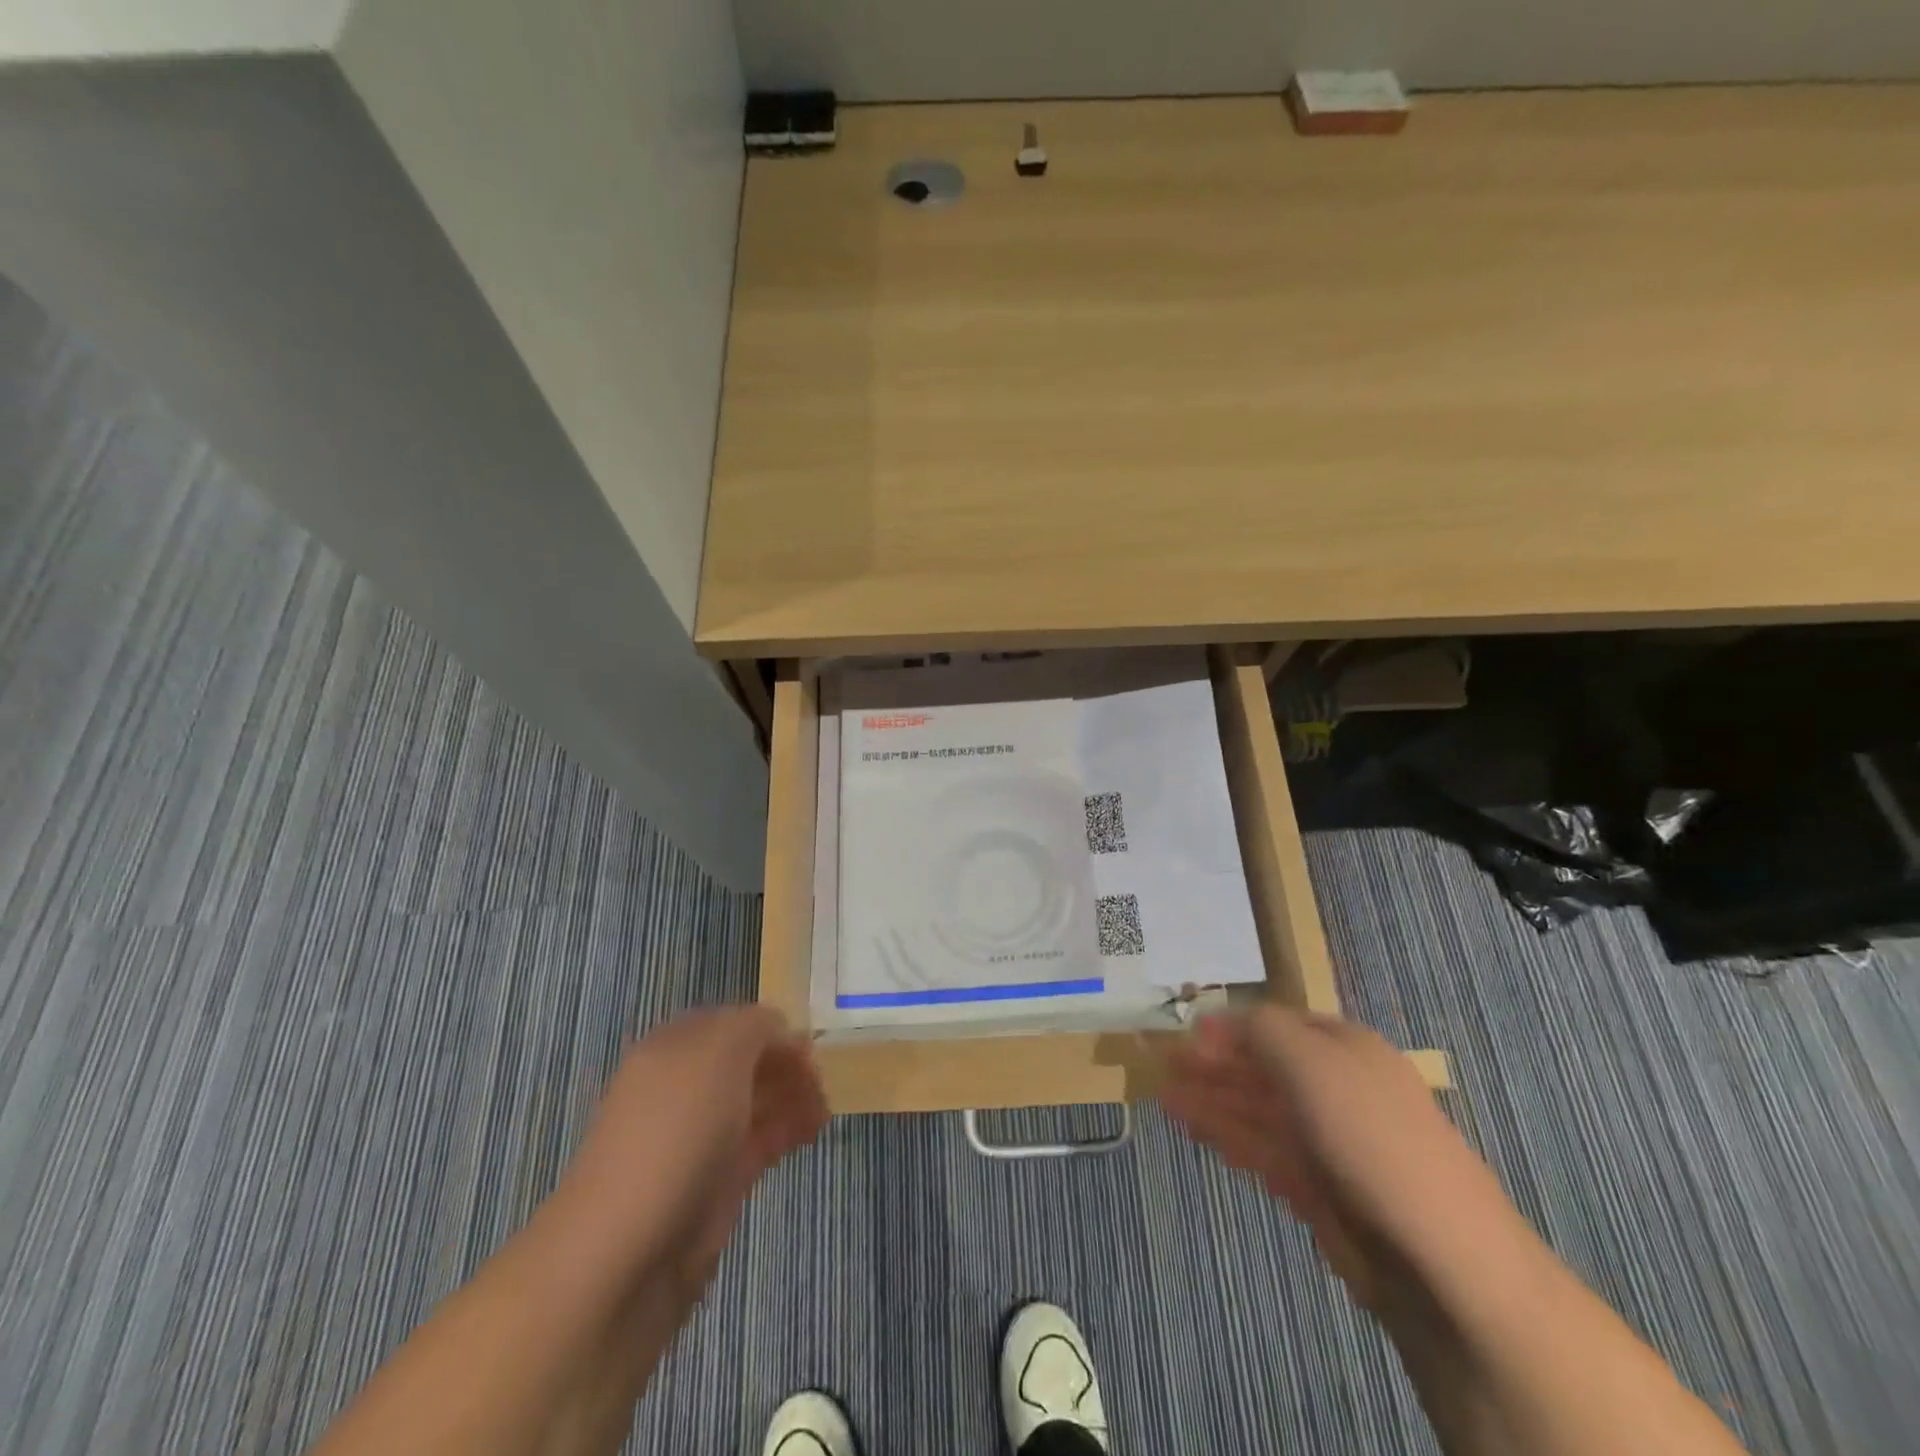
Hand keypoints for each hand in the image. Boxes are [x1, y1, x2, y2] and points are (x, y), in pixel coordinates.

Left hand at [545, 1006, 827, 1305]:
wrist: (625, 1254)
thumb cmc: (674, 1133)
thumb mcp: (720, 1053)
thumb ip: (756, 1026)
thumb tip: (779, 1030)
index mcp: (673, 1049)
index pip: (731, 1023)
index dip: (771, 1028)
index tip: (808, 1045)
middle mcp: (684, 1088)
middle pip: (746, 1062)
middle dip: (786, 1064)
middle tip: (821, 1079)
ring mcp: (699, 1137)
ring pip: (756, 1102)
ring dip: (793, 1097)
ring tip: (825, 1109)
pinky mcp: (715, 1183)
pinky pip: (759, 1142)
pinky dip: (788, 1131)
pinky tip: (813, 1131)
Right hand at [1162, 1007, 1517, 1304]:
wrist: (1440, 1258)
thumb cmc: (1369, 1136)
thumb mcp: (1311, 1060)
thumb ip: (1262, 1030)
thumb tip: (1222, 1019)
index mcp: (1345, 1048)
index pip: (1277, 1026)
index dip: (1230, 1027)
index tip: (1184, 1033)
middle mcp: (1337, 1089)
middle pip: (1264, 1069)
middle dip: (1214, 1065)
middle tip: (1162, 1065)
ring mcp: (1330, 1143)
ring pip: (1259, 1112)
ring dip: (1212, 1102)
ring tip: (1163, 1099)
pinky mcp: (1323, 1193)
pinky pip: (1266, 1153)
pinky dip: (1230, 1139)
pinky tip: (1197, 1133)